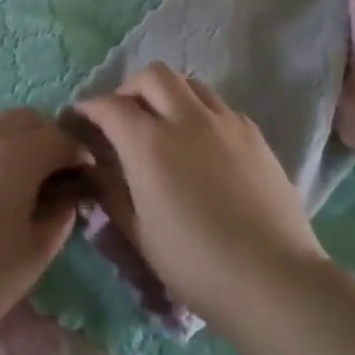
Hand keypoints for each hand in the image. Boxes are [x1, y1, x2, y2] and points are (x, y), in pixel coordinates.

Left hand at [0, 108, 91, 341]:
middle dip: (47, 138)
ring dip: (13, 137)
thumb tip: (67, 196)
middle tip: (52, 174)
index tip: (83, 179)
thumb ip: (61, 215)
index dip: (78, 155)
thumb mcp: (36, 252)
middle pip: (28, 118)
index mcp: (19, 154)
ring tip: (14, 174)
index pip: (61, 138)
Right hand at [76, 64, 325, 328]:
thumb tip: (95, 169)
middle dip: (130, 88)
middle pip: (153, 75)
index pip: (110, 106)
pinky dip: (200, 112)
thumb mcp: (140, 234)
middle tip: (124, 115)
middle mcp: (186, 119)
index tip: (81, 117)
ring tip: (164, 124)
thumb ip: (112, 193)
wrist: (273, 278)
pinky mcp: (254, 134)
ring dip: (168, 94)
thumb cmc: (195, 263)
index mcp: (149, 143)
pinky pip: (219, 106)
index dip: (90, 107)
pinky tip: (201, 144)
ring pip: (190, 83)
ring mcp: (225, 123)